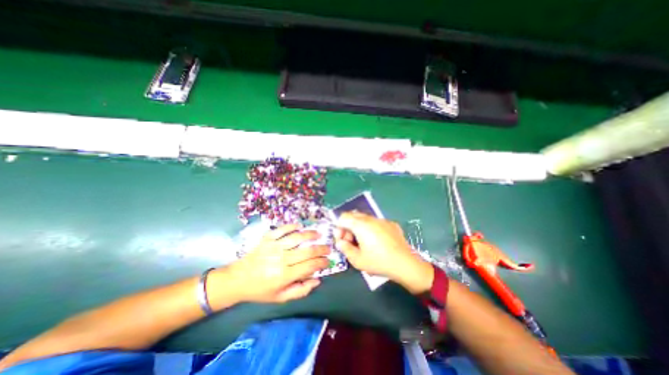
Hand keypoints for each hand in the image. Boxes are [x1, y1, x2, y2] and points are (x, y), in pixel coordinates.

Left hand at [213, 224, 329, 305]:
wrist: (237, 279)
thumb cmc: (260, 290)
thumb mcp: (280, 298)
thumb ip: (300, 290)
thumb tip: (317, 279)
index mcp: (284, 275)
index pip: (309, 266)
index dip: (322, 263)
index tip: (328, 261)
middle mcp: (281, 259)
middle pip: (307, 251)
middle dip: (321, 249)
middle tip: (328, 248)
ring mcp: (274, 247)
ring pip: (297, 237)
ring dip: (310, 235)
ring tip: (318, 234)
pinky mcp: (267, 239)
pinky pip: (282, 229)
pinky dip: (292, 226)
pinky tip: (299, 226)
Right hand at [335, 212, 433, 294]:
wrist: (405, 264)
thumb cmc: (379, 262)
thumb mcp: (357, 260)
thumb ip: (345, 249)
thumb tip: (340, 242)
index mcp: (361, 225)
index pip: (343, 217)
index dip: (338, 228)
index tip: (342, 240)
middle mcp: (371, 219)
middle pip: (353, 216)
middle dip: (348, 227)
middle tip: (350, 242)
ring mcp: (382, 220)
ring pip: (365, 218)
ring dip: (359, 227)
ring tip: (363, 242)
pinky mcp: (391, 224)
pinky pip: (376, 222)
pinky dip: (371, 228)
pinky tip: (377, 241)